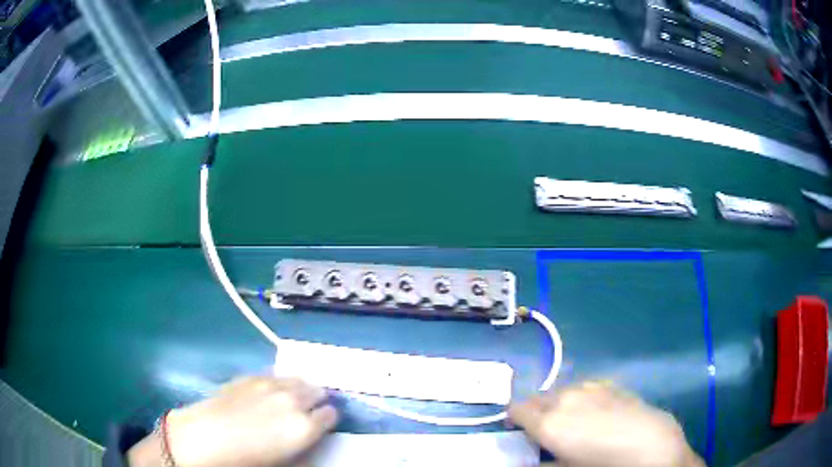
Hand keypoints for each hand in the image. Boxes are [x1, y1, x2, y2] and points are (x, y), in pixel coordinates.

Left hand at [129, 376, 337, 466]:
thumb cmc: (247, 460)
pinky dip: (278, 382)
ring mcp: (271, 384)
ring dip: (299, 389)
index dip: (326, 420)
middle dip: (315, 400)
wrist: (206, 437)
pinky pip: (275, 375)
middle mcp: (293, 400)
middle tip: (306, 411)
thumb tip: (310, 439)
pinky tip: (268, 393)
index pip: (331, 414)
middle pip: (317, 391)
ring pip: (298, 379)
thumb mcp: (284, 461)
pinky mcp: (251, 376)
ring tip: (289, 400)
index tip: (320, 424)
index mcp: (305, 426)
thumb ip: (304, 448)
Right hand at [508, 381, 703, 466]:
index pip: (517, 409)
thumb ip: (543, 460)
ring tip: (571, 420)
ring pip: (562, 390)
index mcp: (548, 421)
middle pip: (538, 397)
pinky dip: (581, 397)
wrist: (650, 445)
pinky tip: (596, 412)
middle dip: (535, 410)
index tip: (517, 430)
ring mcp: (590, 388)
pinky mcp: (611, 385)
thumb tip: (530, 458)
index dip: (513, 419)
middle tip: (544, 429)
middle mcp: (565, 398)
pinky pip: (585, 387)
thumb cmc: (602, 465)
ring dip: (558, 402)